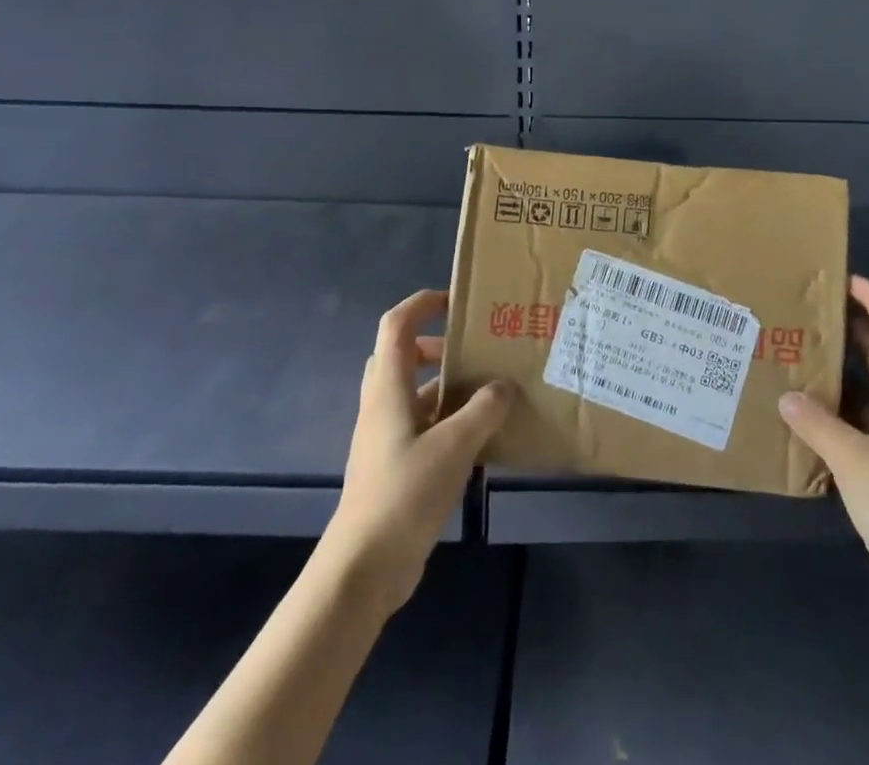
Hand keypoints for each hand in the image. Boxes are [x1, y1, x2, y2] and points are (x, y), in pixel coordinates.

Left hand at [320, 289, 514, 617]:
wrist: (364, 567)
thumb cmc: (404, 493)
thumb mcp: (454, 446)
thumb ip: (483, 411)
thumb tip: (504, 385)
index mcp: (388, 388)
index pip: (396, 325)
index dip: (421, 303)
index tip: (455, 301)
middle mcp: (382, 405)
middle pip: (401, 355)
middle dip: (436, 346)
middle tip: (473, 351)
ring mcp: (385, 437)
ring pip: (413, 393)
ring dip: (445, 386)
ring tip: (487, 393)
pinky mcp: (393, 465)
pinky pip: (421, 425)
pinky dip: (447, 420)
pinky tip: (479, 438)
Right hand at [778, 276, 868, 615]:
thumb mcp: (854, 458)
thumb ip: (816, 422)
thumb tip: (786, 395)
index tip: (847, 280)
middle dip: (854, 329)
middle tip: (813, 311)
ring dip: (843, 370)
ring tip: (802, 353)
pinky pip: (863, 420)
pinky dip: (839, 408)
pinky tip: (807, 411)